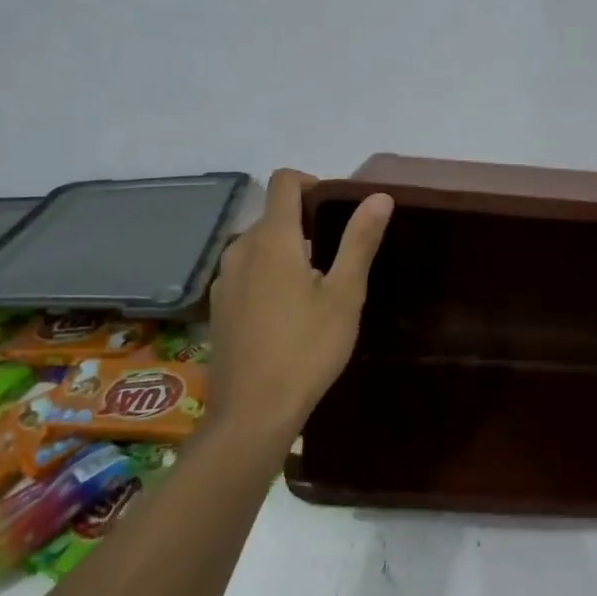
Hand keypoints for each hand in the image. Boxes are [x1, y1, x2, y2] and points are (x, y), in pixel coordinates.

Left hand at [209, 169, 393, 440]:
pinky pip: (245, 272)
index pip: (284, 182)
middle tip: (335, 256)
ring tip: (313, 287)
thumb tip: (379, 196)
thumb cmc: (307, 349)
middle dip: (303, 223)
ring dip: (284, 251)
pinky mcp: (217, 307)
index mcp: (272, 239)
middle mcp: (240, 250)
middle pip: (271, 215)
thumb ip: (359, 241)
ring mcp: (224, 280)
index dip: (311, 182)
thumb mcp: (344, 295)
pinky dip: (266, 275)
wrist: (252, 413)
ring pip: (256, 245)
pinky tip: (284, 313)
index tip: (335, 208)